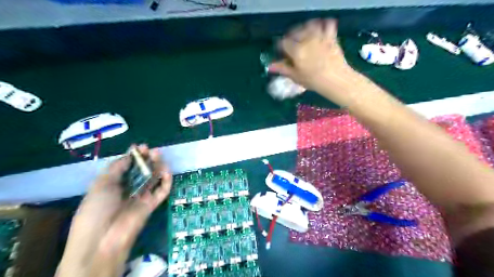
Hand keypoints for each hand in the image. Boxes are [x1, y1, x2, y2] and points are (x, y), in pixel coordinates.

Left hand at [54, 145, 172, 276]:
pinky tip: (166, 171)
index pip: (128, 167)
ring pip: (153, 178)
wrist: (103, 238)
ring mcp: (142, 196)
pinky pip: (162, 191)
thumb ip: (117, 167)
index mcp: (114, 184)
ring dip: (158, 166)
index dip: (134, 156)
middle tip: (152, 150)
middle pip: (142, 171)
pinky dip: (166, 181)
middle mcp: (129, 189)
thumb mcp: (101, 183)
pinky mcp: (152, 204)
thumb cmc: (97, 208)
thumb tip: (130, 155)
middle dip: (147, 159)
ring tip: (158, 155)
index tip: (140, 147)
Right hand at [269, 19, 352, 97]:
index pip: (283, 42)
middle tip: (293, 46)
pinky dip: (323, 25)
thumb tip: (270, 66)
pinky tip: (321, 31)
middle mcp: (306, 40)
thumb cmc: (313, 81)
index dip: (281, 46)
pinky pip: (327, 24)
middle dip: (292, 37)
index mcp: (296, 50)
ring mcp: (320, 36)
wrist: (335, 79)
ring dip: (305, 29)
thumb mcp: (295, 76)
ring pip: (309, 25)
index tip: (283, 52)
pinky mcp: (331, 36)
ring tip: (305, 37)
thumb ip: (282, 68)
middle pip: (295, 32)